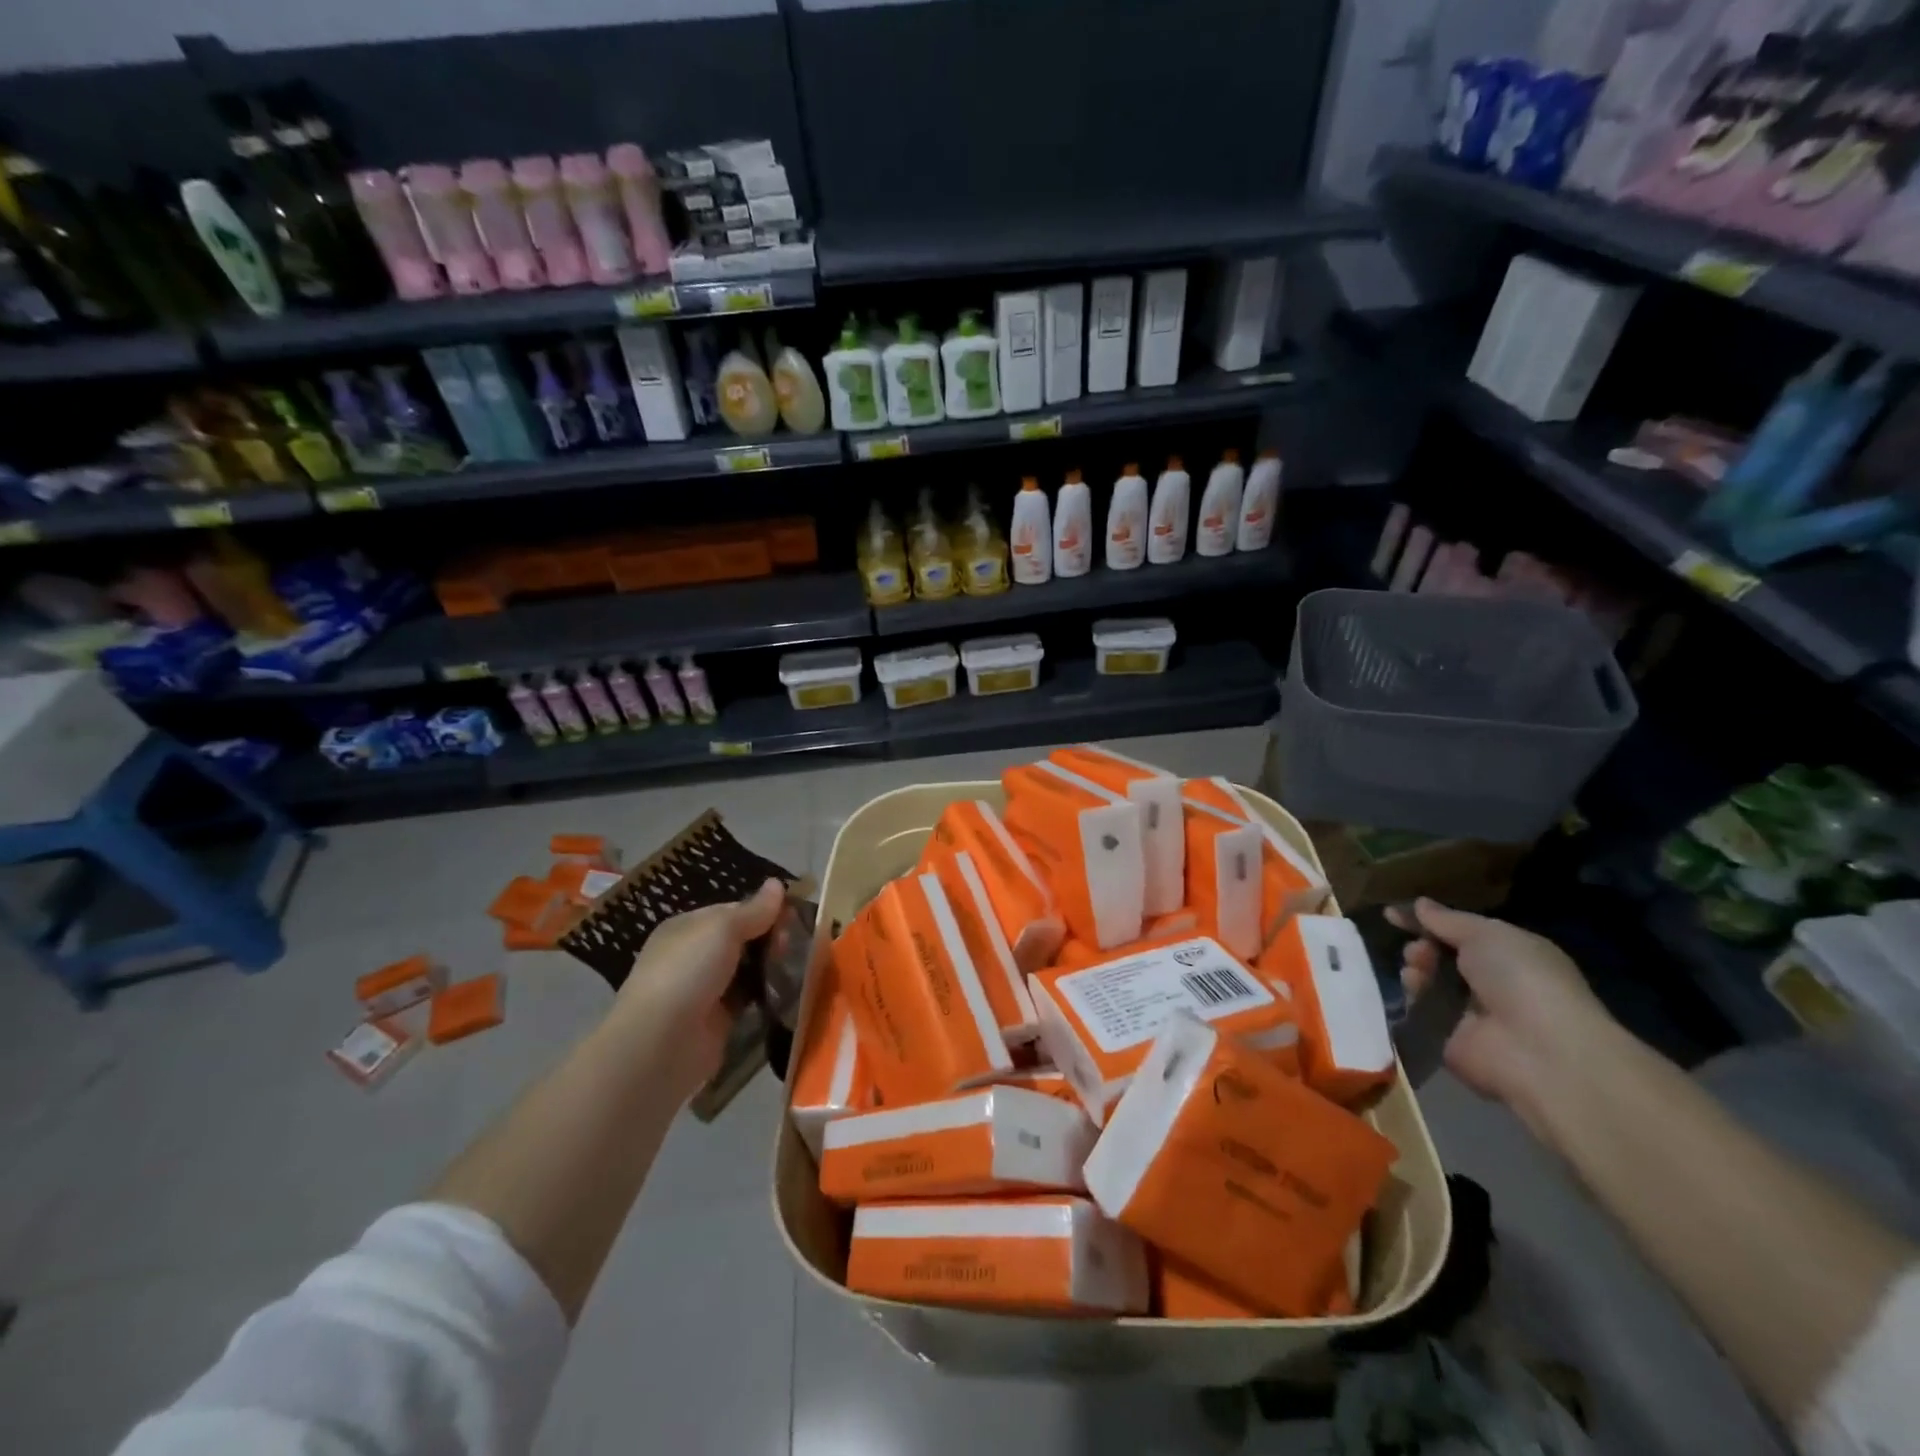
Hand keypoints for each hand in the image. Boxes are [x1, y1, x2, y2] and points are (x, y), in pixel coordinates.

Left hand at [611, 878, 786, 1098]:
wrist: (661, 1043)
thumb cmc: (688, 971)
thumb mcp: (722, 928)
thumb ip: (754, 910)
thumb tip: (777, 883)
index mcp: (688, 928)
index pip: (733, 911)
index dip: (763, 910)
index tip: (794, 915)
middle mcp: (694, 957)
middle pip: (743, 941)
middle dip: (770, 940)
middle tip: (795, 945)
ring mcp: (706, 991)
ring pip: (748, 971)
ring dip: (771, 968)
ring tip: (801, 967)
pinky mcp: (718, 1022)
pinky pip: (749, 1001)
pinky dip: (767, 996)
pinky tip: (791, 992)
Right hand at [1389, 898, 1618, 1135]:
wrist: (1537, 1049)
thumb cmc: (1522, 979)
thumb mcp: (1487, 933)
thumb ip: (1448, 920)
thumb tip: (1419, 904)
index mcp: (1510, 956)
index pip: (1462, 934)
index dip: (1431, 922)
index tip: (1394, 914)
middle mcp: (1491, 985)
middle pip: (1441, 958)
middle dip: (1423, 946)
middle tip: (1419, 948)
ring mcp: (1470, 1015)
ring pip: (1428, 983)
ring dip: (1417, 968)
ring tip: (1417, 966)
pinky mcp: (1449, 1040)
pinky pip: (1421, 1012)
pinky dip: (1412, 997)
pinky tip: (1412, 987)